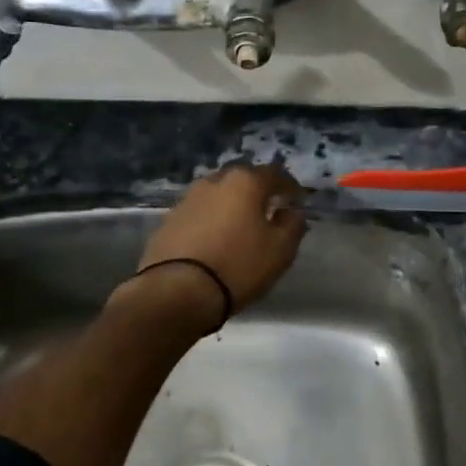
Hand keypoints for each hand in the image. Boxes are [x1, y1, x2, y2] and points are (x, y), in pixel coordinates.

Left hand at [130, 161, 306, 321]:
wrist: (176, 292)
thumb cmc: (238, 265)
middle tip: (269, 209)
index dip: (290, 186)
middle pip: (242, 180)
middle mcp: (214, 182)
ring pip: (218, 196)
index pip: (275, 174)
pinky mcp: (168, 222)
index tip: (298, 199)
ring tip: (241, 226)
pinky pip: (199, 215)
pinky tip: (216, 240)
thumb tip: (292, 211)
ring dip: (232, 206)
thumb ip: (293, 225)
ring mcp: (187, 200)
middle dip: (258, 192)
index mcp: (244, 182)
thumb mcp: (280, 249)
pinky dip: (211, 222)